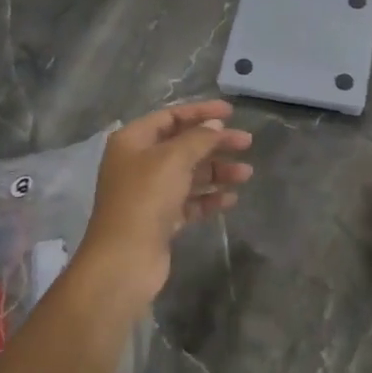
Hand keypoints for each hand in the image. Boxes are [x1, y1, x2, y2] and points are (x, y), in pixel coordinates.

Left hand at [76, 101, 252, 298]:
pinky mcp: (160, 220)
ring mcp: (149, 193)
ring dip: (217, 171)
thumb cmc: (145, 198)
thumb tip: (214, 126)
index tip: (231, 112)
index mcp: (133, 141)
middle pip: (183, 145)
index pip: (170, 117)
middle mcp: (139, 163)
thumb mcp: (173, 159)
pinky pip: (189, 201)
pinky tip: (230, 199)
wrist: (124, 260)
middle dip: (215, 143)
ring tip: (246, 174)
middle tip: (246, 142)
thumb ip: (198, 138)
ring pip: (189, 174)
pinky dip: (209, 198)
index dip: (201, 112)